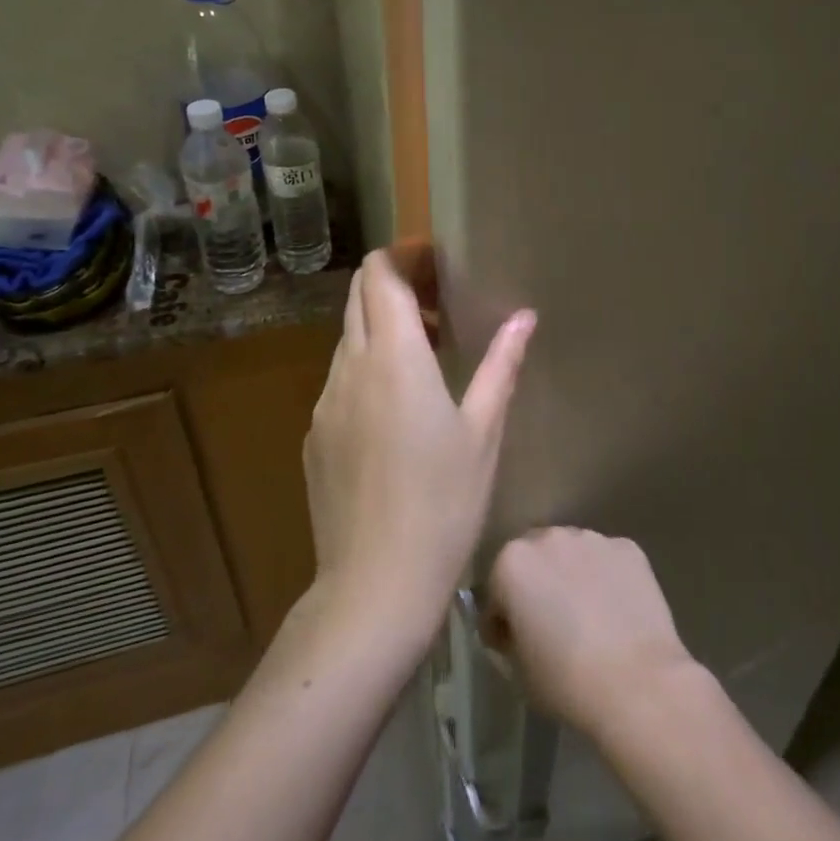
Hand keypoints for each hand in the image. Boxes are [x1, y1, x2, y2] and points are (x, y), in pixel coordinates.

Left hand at [304, 246, 535, 639]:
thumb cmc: (444, 503)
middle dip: (395, 282)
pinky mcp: (315, 435)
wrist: (375, 586)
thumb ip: (501, 365)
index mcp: (394, 357)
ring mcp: (325, 403)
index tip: (437, 261)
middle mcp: (350, 368)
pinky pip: (339, 379)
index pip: (379, 275)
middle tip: (440, 300)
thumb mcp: (483, 432)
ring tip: (428, 353)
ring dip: (382, 327)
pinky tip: (398, 408)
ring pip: (348, 338)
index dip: (404, 255)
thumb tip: (524, 317)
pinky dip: (368, 366)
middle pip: (358, 296)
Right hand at [485, 528, 701, 736]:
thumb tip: (517, 627)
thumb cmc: (566, 681)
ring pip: (573, 553)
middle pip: (536, 558)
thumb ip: (510, 635)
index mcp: (513, 563)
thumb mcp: (518, 668)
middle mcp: (550, 537)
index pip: (497, 589)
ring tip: (587, 614)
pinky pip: (607, 560)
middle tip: (550, 622)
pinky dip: (607, 577)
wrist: (637, 683)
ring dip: (572, 574)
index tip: (512, 642)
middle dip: (538, 584)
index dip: (502, 618)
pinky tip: (616, 610)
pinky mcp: (628, 548)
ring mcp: (593, 538)